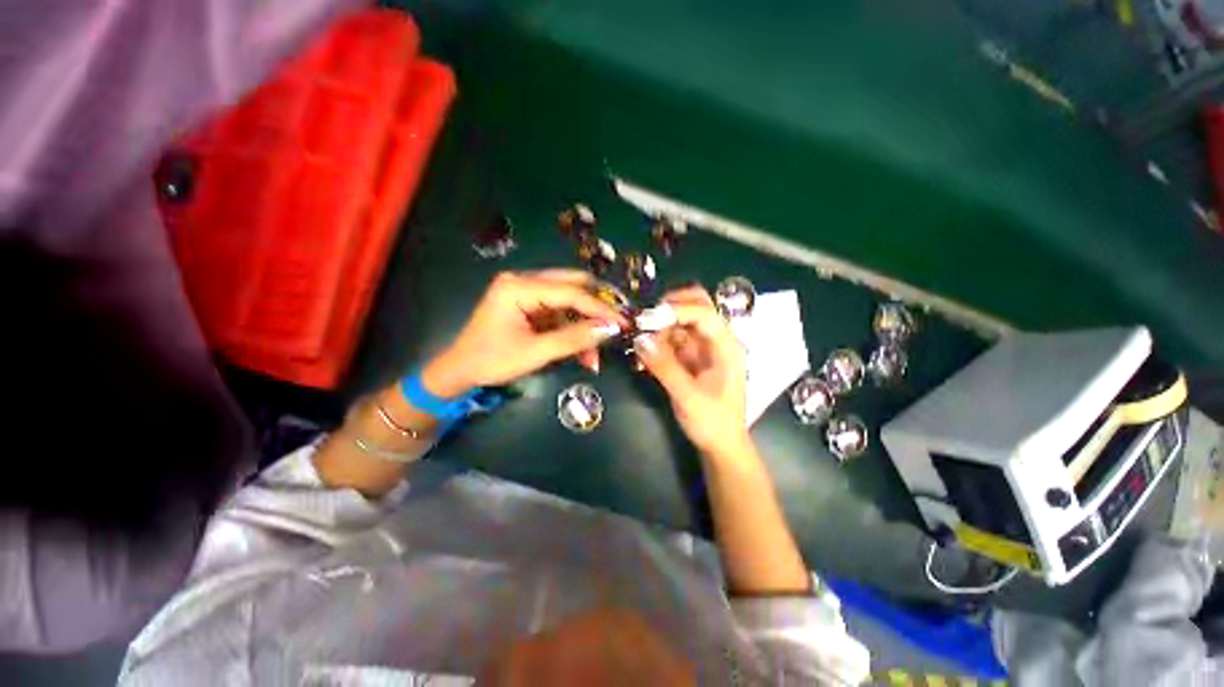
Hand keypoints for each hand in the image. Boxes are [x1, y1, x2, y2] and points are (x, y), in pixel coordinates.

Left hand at [422, 270, 627, 396]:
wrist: (460, 371)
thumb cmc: (492, 361)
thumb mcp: (535, 353)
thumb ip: (573, 339)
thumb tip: (610, 329)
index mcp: (519, 286)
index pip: (570, 291)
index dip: (600, 308)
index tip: (624, 322)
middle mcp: (524, 280)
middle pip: (572, 286)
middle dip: (596, 309)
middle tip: (616, 326)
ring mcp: (527, 291)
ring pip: (569, 301)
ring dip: (585, 325)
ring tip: (595, 353)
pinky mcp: (530, 304)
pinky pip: (560, 312)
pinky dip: (573, 330)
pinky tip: (583, 352)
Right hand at [634, 286, 751, 457]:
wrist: (721, 445)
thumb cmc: (712, 423)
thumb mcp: (687, 397)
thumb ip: (664, 367)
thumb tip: (640, 339)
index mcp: (726, 347)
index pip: (704, 313)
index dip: (677, 309)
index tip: (648, 317)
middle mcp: (716, 341)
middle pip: (696, 307)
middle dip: (669, 309)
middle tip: (643, 320)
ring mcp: (704, 348)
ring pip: (681, 322)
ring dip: (660, 326)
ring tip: (639, 339)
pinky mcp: (691, 357)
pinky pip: (673, 339)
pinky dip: (658, 341)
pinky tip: (644, 352)